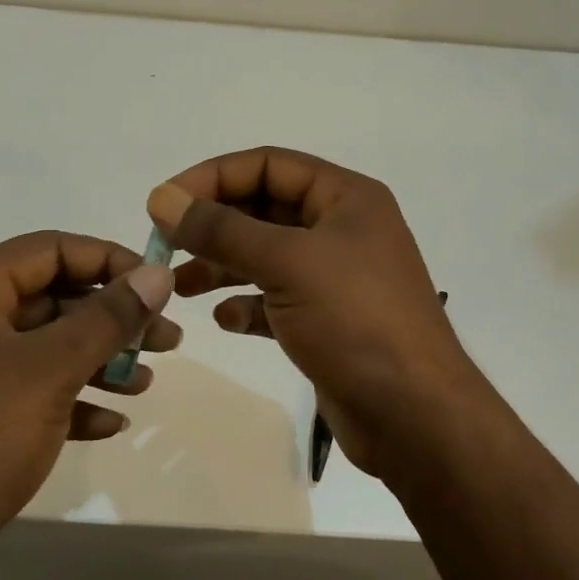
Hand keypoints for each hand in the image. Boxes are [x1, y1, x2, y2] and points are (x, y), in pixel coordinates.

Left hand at [0, 232, 177, 579]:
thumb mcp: (49, 371)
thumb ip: (108, 318)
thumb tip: (158, 273)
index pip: (50, 248)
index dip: (109, 259)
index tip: (157, 286)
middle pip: (50, 299)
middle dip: (112, 319)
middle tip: (167, 340)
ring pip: (43, 350)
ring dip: (98, 362)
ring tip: (145, 383)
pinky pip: (27, 396)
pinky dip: (70, 402)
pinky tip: (110, 424)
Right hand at [146, 147, 474, 479]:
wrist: (415, 415)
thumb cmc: (356, 320)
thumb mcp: (287, 263)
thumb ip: (221, 229)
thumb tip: (163, 197)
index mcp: (346, 198)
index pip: (268, 165)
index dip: (212, 177)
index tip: (164, 203)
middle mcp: (343, 230)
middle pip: (265, 209)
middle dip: (214, 225)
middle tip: (164, 247)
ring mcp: (337, 278)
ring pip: (266, 257)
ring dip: (222, 266)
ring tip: (179, 287)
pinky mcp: (328, 322)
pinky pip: (277, 300)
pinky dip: (248, 305)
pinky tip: (227, 320)